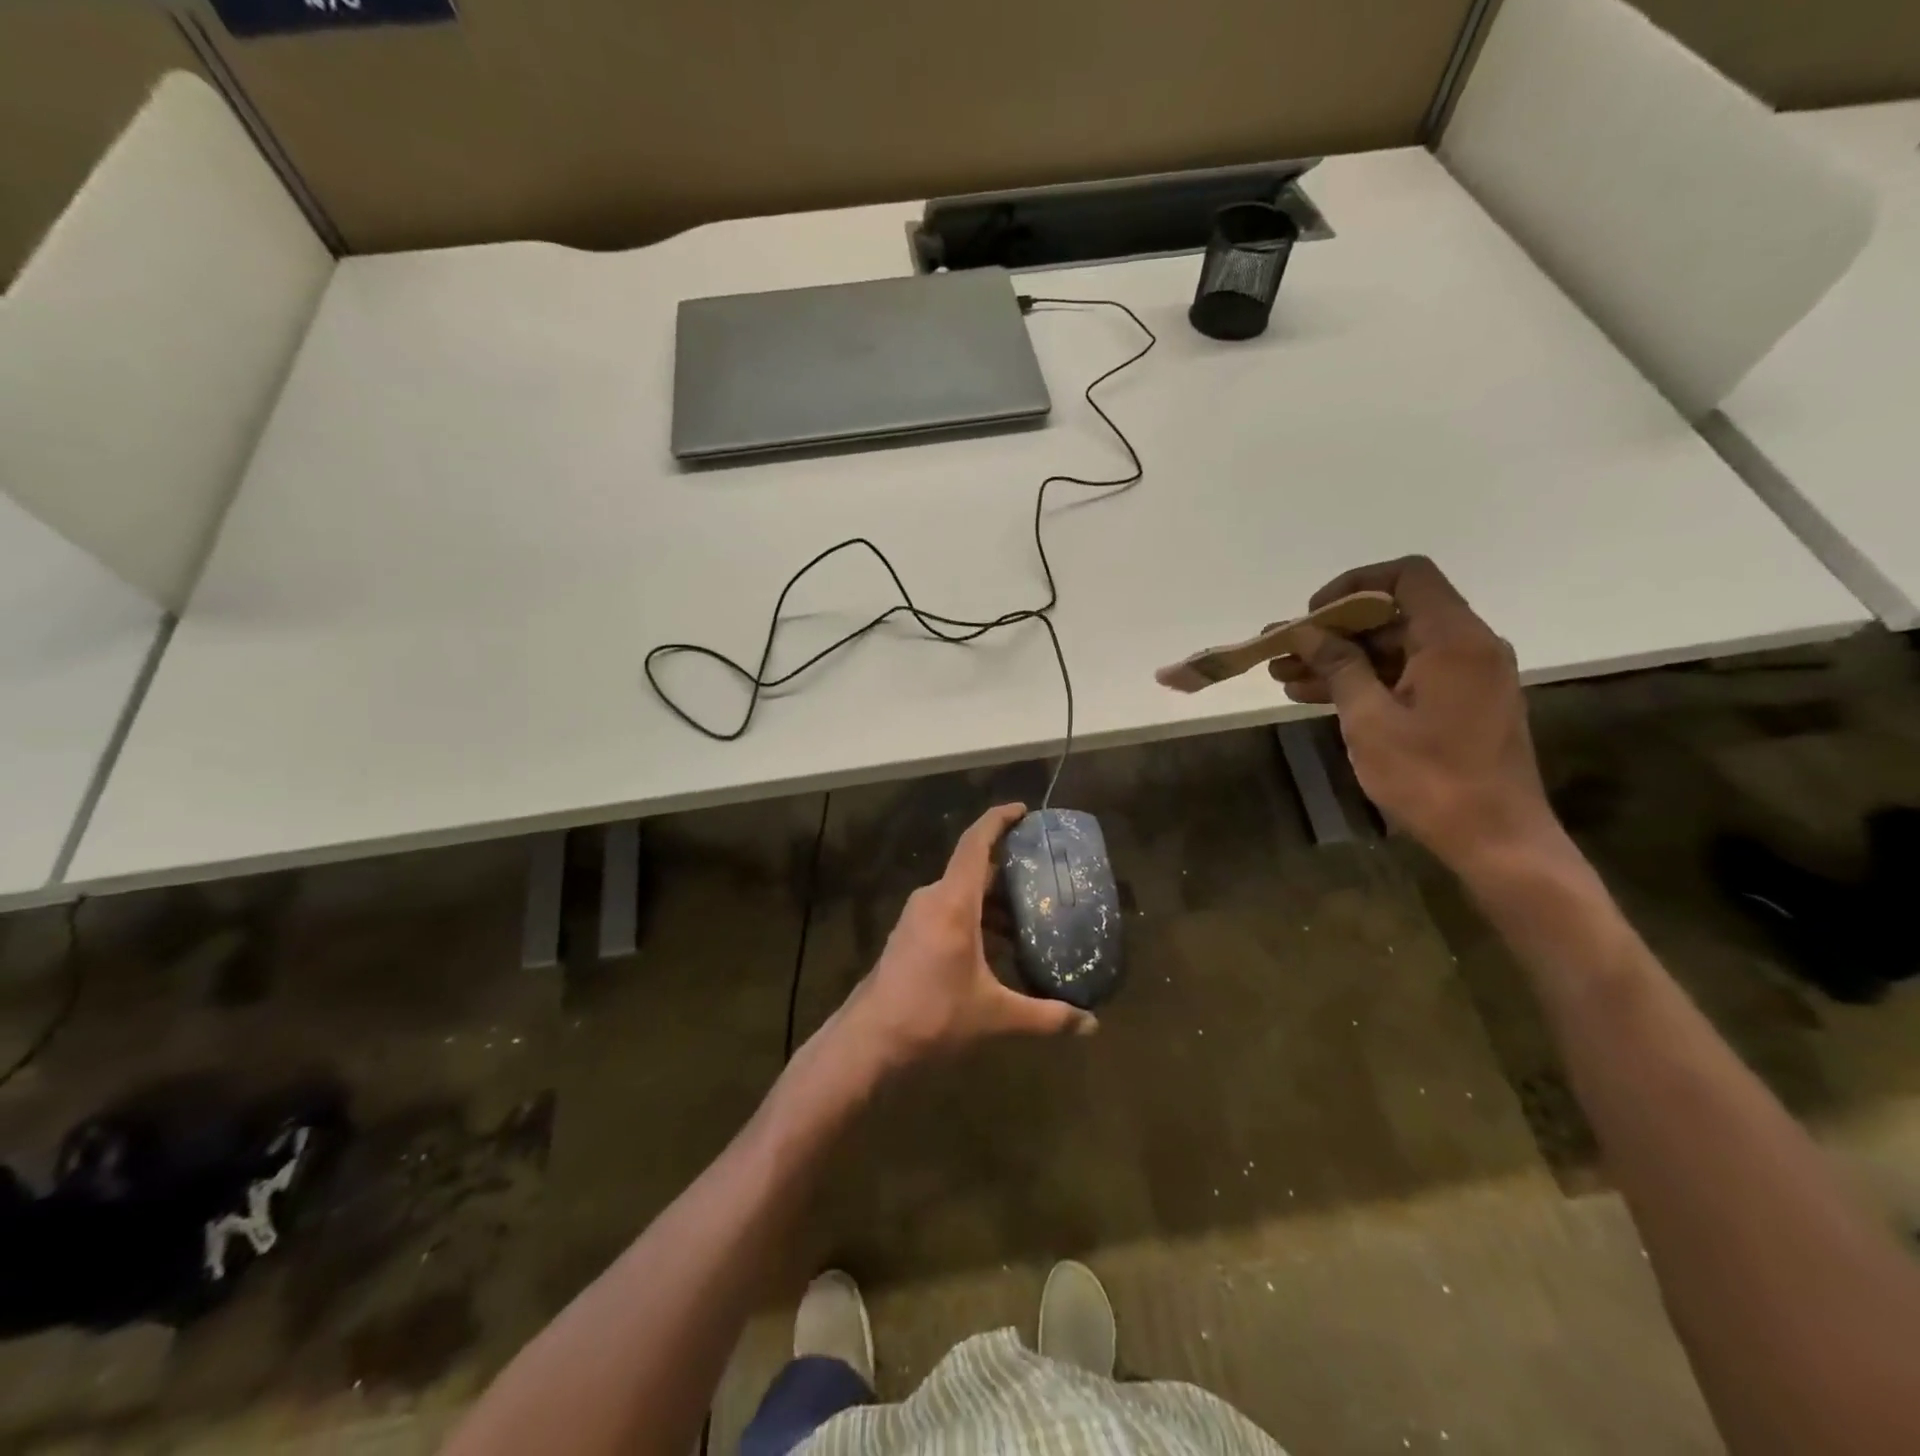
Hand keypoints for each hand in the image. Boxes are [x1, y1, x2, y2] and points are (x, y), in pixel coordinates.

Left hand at [841, 803, 1096, 1067]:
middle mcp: (933, 900)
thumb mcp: (995, 1016)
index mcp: (953, 903)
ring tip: (1029, 915)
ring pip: (960, 893)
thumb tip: (1091, 1024)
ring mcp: (917, 917)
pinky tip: (997, 946)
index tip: (1023, 809)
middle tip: (1044, 873)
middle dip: (1007, 868)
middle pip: (972, 868)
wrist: (870, 1042)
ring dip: (992, 899)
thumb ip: (1046, 1017)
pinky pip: (948, 910)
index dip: (998, 820)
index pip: (976, 844)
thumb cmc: (933, 1017)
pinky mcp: (910, 936)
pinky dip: (975, 917)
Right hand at [1269, 557, 1561, 868]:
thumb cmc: (1431, 777)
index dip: (1354, 584)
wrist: (1496, 840)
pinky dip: (1363, 682)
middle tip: (1283, 652)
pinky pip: (1405, 677)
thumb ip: (1339, 667)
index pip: (1407, 576)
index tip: (1313, 615)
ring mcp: (1466, 678)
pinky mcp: (1460, 705)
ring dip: (1340, 660)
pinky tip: (1315, 697)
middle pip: (1394, 615)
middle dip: (1333, 632)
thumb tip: (1308, 633)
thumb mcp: (1370, 720)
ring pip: (1393, 650)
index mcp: (1454, 640)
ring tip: (1284, 678)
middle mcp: (1467, 647)